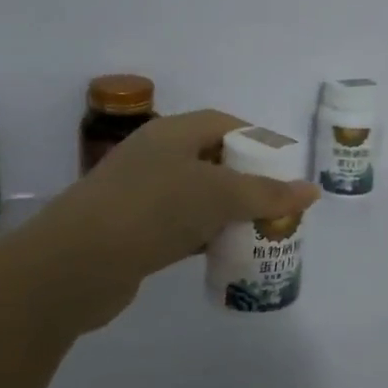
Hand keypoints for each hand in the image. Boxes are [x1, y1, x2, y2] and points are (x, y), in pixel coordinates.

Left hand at [2, 109, 319, 334]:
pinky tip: (226, 254)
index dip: (255, 140)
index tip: (282, 166)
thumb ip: (266, 193)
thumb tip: (311, 191)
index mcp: (172, 134)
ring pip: (197, 196)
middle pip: (211, 160)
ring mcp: (141, 195)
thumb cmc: (153, 210)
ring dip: (227, 212)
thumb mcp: (218, 196)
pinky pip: (180, 226)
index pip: (222, 123)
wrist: (76, 264)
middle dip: (246, 181)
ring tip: (261, 231)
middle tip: (277, 204)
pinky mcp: (133, 231)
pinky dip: (205, 237)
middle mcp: (155, 157)